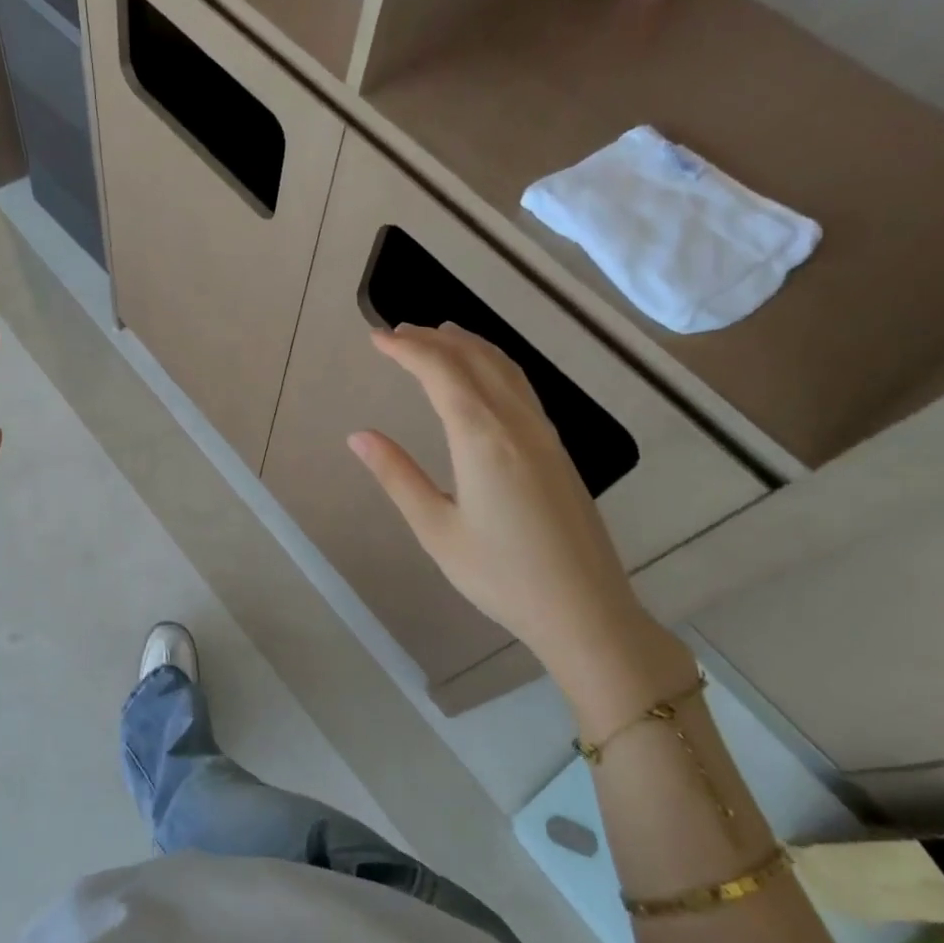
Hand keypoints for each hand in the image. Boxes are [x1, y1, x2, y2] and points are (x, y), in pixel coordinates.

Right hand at [347, 322, 677, 684]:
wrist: (585, 610)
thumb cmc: (501, 575)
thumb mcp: (436, 529)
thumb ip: (397, 476)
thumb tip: (358, 436)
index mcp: (482, 439)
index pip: (441, 373)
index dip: (407, 350)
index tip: (377, 337)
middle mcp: (517, 424)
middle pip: (475, 360)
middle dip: (434, 340)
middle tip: (398, 332)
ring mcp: (544, 434)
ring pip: (505, 368)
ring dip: (468, 345)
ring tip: (438, 337)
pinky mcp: (558, 450)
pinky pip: (522, 387)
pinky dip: (494, 365)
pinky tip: (483, 376)